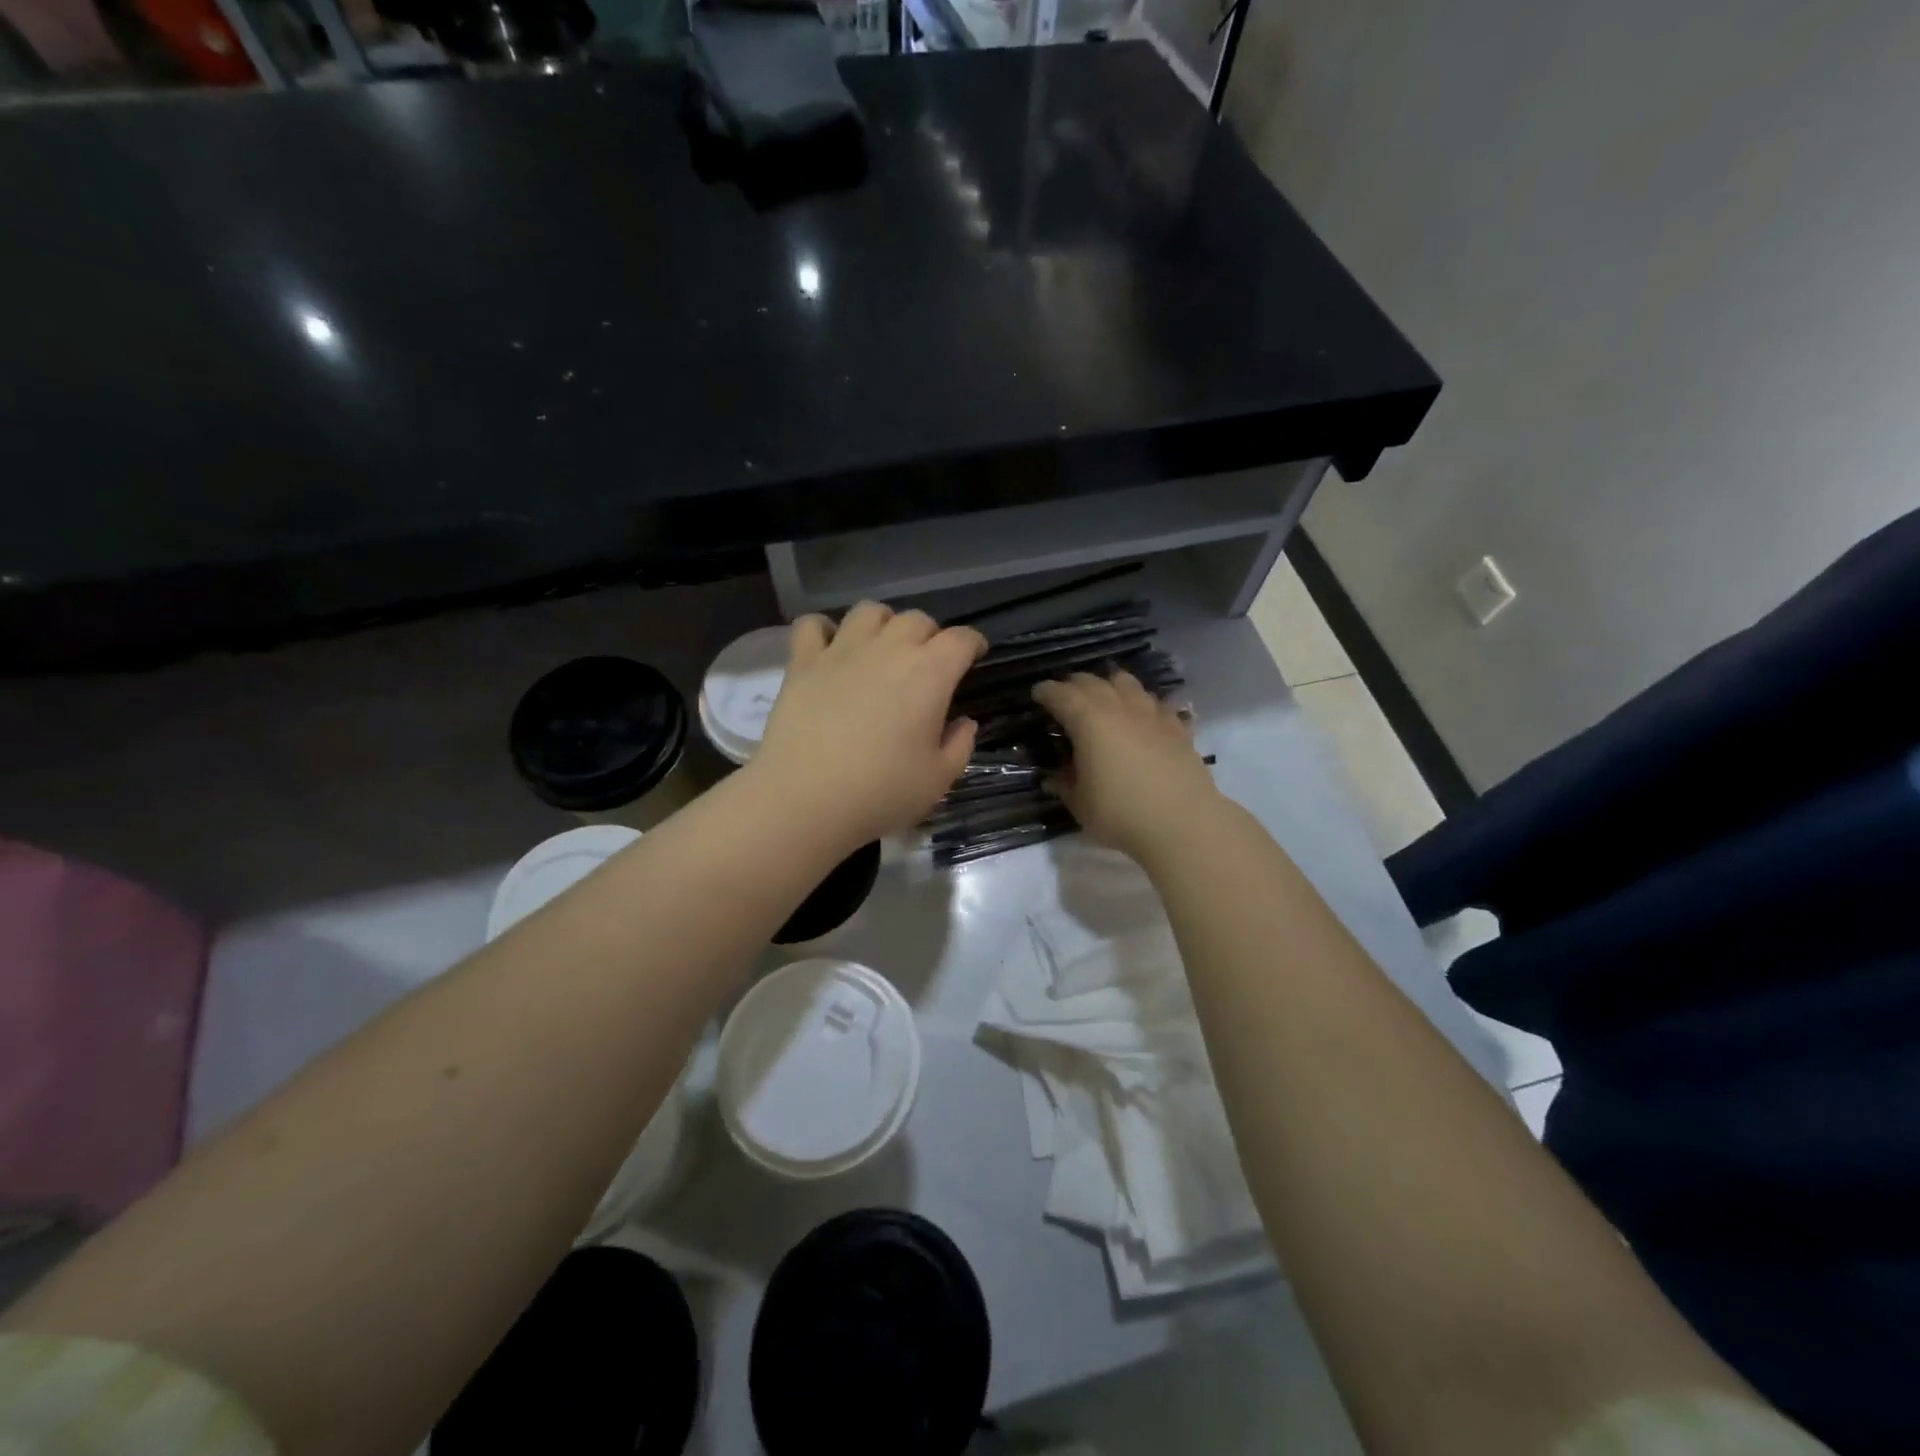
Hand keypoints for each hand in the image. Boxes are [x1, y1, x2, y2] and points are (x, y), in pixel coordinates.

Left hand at [750, 601, 986, 847]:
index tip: (975, 655)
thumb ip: (959, 745)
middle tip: (927, 662)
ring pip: (869, 611)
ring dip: (883, 623)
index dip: (973, 643)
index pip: (961, 639)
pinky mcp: (802, 662)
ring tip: (881, 648)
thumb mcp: (938, 780)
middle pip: (917, 619)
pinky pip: (812, 624)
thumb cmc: (881, 792)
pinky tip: (829, 649)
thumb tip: (964, 722)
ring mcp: (841, 651)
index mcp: (930, 674)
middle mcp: (888, 649)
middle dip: (929, 635)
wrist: (805, 799)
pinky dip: (823, 630)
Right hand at [1031, 670, 1220, 861]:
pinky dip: (1142, 704)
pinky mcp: (1177, 727)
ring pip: (1127, 682)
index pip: (1061, 694)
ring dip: (1109, 686)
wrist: (1183, 823)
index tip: (1038, 694)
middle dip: (1074, 685)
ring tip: (1104, 700)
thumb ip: (1065, 786)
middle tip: (1065, 697)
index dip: (1046, 692)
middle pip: (1092, 681)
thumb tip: (1053, 778)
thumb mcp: (1081, 805)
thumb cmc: (1121, 813)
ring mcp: (1151, 714)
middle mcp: (1119, 707)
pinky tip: (1142, 718)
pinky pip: (1155, 703)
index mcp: (1089, 721)